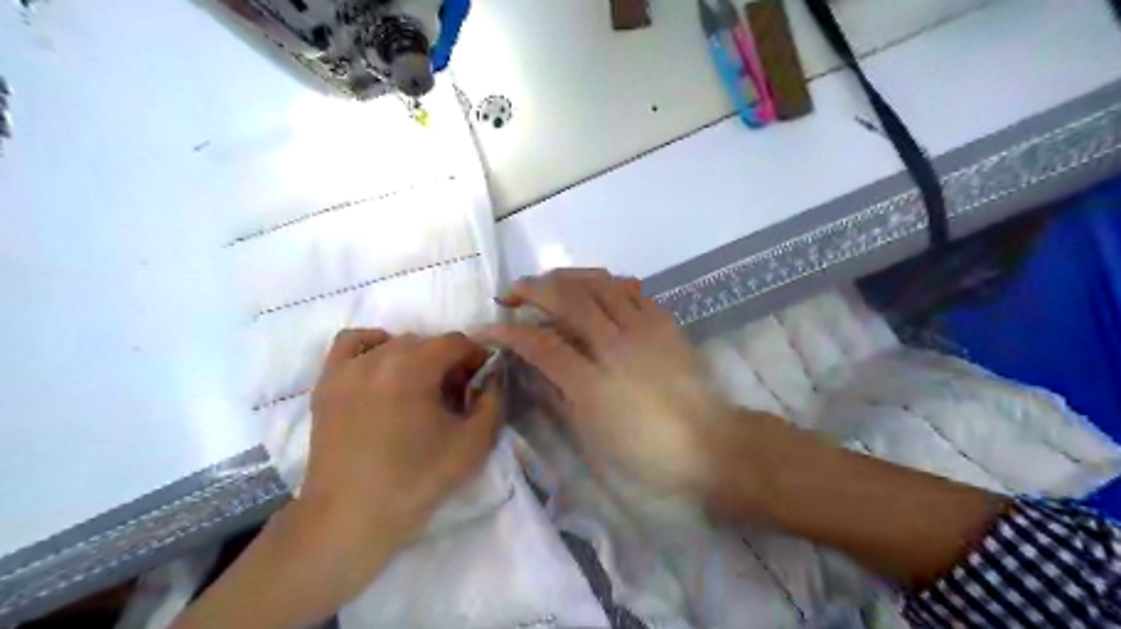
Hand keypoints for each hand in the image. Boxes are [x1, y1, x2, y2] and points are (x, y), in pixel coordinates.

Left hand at [178, 329, 501, 628]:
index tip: (483, 381)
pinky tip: (382, 369)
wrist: (350, 518)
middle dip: (449, 361)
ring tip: (421, 389)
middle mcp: (378, 357)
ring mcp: (347, 368)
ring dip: (416, 357)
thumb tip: (493, 376)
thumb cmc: (416, 481)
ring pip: (394, 344)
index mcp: (413, 367)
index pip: (456, 342)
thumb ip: (493, 401)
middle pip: (426, 342)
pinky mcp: (327, 384)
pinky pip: (352, 344)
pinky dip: (373, 346)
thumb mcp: (473, 444)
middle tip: (457, 394)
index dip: (476, 356)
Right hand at [482, 268, 735, 497]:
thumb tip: (536, 367)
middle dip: (531, 289)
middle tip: (512, 293)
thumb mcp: (591, 436)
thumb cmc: (646, 452)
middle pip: (567, 299)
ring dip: (566, 277)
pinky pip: (631, 288)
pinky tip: (594, 290)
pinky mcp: (665, 321)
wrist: (710, 444)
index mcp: (593, 383)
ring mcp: (644, 328)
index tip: (487, 328)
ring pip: (599, 282)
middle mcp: (616, 345)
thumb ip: (559, 396)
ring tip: (549, 283)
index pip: (539, 345)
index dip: (508, 333)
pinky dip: (605, 283)